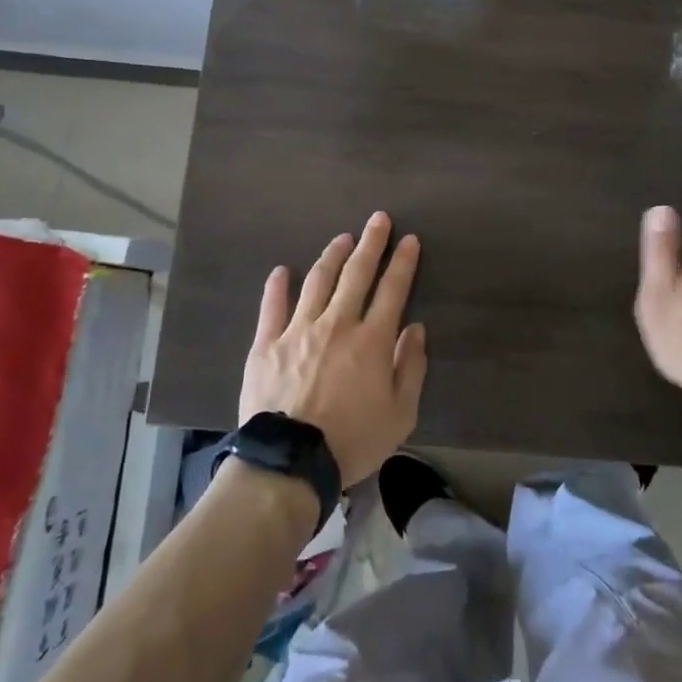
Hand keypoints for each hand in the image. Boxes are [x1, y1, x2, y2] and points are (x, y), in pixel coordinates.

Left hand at [240, 212, 426, 485]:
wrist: (290, 462)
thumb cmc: (352, 441)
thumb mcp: (400, 415)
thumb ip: (410, 368)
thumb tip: (415, 329)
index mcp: (371, 341)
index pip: (392, 290)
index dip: (403, 262)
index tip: (409, 239)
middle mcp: (336, 324)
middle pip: (356, 274)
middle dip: (370, 243)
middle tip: (378, 219)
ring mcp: (298, 330)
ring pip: (317, 282)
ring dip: (331, 256)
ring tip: (342, 239)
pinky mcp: (266, 344)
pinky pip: (272, 307)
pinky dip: (276, 286)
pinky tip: (281, 270)